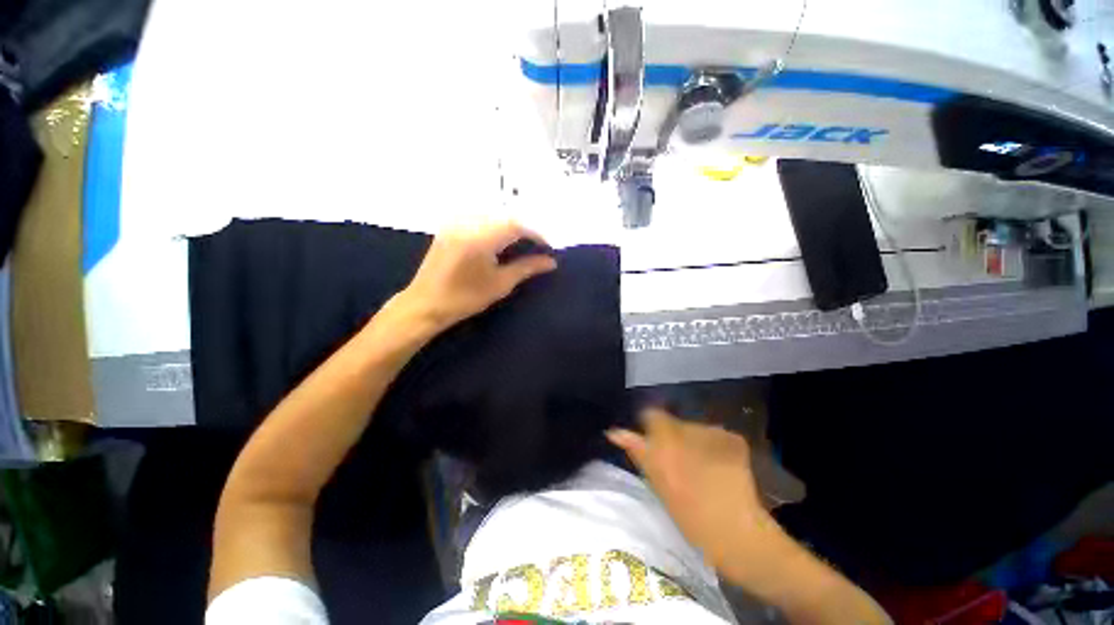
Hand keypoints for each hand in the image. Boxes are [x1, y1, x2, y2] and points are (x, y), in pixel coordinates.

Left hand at [399, 220, 556, 330]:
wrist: (425, 304)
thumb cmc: (465, 298)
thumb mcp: (500, 284)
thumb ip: (527, 268)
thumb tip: (551, 262)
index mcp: (480, 238)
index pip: (516, 225)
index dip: (536, 233)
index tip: (549, 246)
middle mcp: (467, 223)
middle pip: (505, 216)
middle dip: (526, 228)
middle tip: (539, 244)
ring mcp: (456, 222)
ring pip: (492, 214)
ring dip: (511, 225)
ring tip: (524, 242)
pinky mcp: (450, 225)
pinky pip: (479, 216)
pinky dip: (495, 224)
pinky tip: (502, 238)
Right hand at [607, 408, 773, 571]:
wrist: (736, 534)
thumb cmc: (688, 515)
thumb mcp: (656, 482)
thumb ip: (637, 450)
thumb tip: (615, 432)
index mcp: (662, 441)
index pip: (650, 415)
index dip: (649, 424)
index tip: (651, 437)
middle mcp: (684, 430)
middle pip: (673, 421)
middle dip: (673, 434)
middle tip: (679, 458)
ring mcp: (712, 432)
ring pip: (694, 428)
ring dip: (694, 441)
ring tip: (703, 466)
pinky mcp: (732, 437)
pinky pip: (716, 434)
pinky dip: (716, 446)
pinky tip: (721, 467)